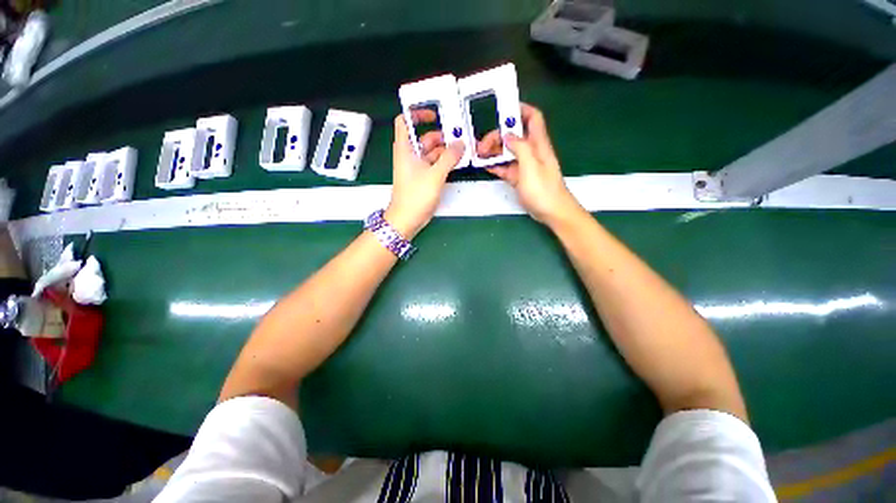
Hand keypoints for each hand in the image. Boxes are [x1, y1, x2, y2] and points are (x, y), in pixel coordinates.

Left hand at [386, 112, 464, 238]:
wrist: (407, 219)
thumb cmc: (416, 195)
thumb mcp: (434, 175)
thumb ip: (449, 158)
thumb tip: (461, 143)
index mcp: (405, 149)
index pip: (405, 121)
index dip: (417, 114)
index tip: (434, 114)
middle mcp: (410, 155)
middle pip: (424, 138)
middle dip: (441, 135)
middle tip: (460, 136)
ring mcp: (417, 167)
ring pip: (432, 152)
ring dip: (446, 150)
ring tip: (463, 149)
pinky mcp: (424, 178)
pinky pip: (435, 164)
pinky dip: (445, 162)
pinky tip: (457, 162)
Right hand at [480, 104, 581, 226]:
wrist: (551, 212)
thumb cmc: (543, 189)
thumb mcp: (531, 166)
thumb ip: (520, 147)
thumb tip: (507, 135)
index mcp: (538, 143)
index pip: (532, 117)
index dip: (520, 109)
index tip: (501, 109)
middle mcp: (531, 151)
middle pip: (513, 136)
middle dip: (497, 136)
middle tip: (481, 145)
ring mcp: (524, 165)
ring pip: (507, 152)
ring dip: (493, 151)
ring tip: (478, 155)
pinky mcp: (519, 177)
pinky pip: (505, 167)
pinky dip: (495, 165)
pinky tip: (484, 165)